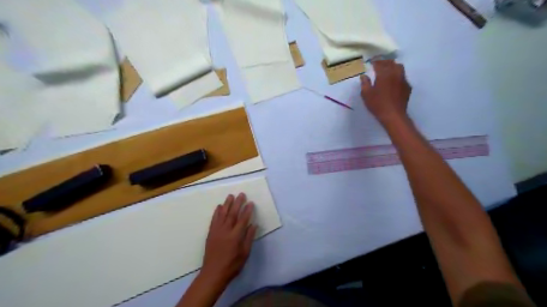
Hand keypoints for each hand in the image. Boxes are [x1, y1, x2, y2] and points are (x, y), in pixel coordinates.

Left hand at [201, 195, 256, 284]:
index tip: (250, 202)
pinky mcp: (211, 233)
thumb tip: (254, 225)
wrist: (213, 273)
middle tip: (241, 194)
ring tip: (230, 196)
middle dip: (238, 203)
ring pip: (222, 214)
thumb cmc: (232, 265)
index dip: (247, 210)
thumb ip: (249, 238)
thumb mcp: (245, 253)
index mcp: (236, 236)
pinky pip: (214, 220)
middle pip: (232, 214)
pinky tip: (219, 206)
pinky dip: (216, 212)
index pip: (243, 219)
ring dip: (227, 204)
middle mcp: (226, 230)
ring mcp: (217, 231)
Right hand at [363, 60, 412, 123]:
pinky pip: (403, 77)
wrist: (393, 115)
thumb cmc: (377, 104)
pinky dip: (398, 76)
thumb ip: (365, 83)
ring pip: (399, 67)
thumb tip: (363, 76)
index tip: (371, 62)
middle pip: (391, 63)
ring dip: (393, 67)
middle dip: (384, 62)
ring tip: (388, 71)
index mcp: (384, 74)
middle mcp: (395, 73)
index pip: (379, 64)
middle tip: (379, 65)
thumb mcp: (366, 94)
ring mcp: (403, 79)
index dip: (375, 62)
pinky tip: (394, 82)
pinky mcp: (408, 86)